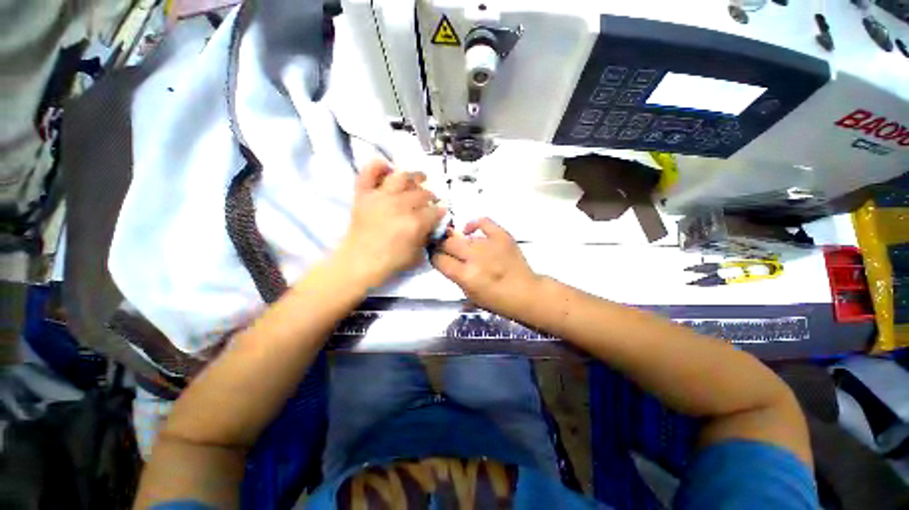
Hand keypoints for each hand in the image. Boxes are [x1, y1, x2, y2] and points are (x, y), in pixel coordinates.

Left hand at [335, 159, 445, 288]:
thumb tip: (432, 223)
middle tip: (430, 201)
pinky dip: (378, 166)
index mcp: (415, 223)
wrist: (359, 262)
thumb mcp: (417, 254)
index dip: (440, 211)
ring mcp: (380, 197)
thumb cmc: (390, 262)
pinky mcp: (364, 194)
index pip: (435, 210)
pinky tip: (388, 168)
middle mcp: (399, 205)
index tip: (440, 212)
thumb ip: (427, 236)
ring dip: (414, 176)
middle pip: (422, 193)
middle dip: (430, 196)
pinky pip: (369, 172)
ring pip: (402, 177)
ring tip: (419, 178)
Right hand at [431, 218, 540, 317]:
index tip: (437, 257)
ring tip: (465, 248)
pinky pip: (483, 221)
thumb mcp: (469, 293)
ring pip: (463, 236)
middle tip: (446, 250)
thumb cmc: (496, 300)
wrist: (525, 293)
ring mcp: (489, 244)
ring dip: (460, 242)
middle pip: (447, 243)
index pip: (439, 259)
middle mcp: (475, 257)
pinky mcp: (502, 235)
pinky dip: (474, 224)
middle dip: (443, 246)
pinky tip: (471, 230)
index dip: (435, 257)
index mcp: (466, 275)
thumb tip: (444, 258)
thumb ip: (454, 275)